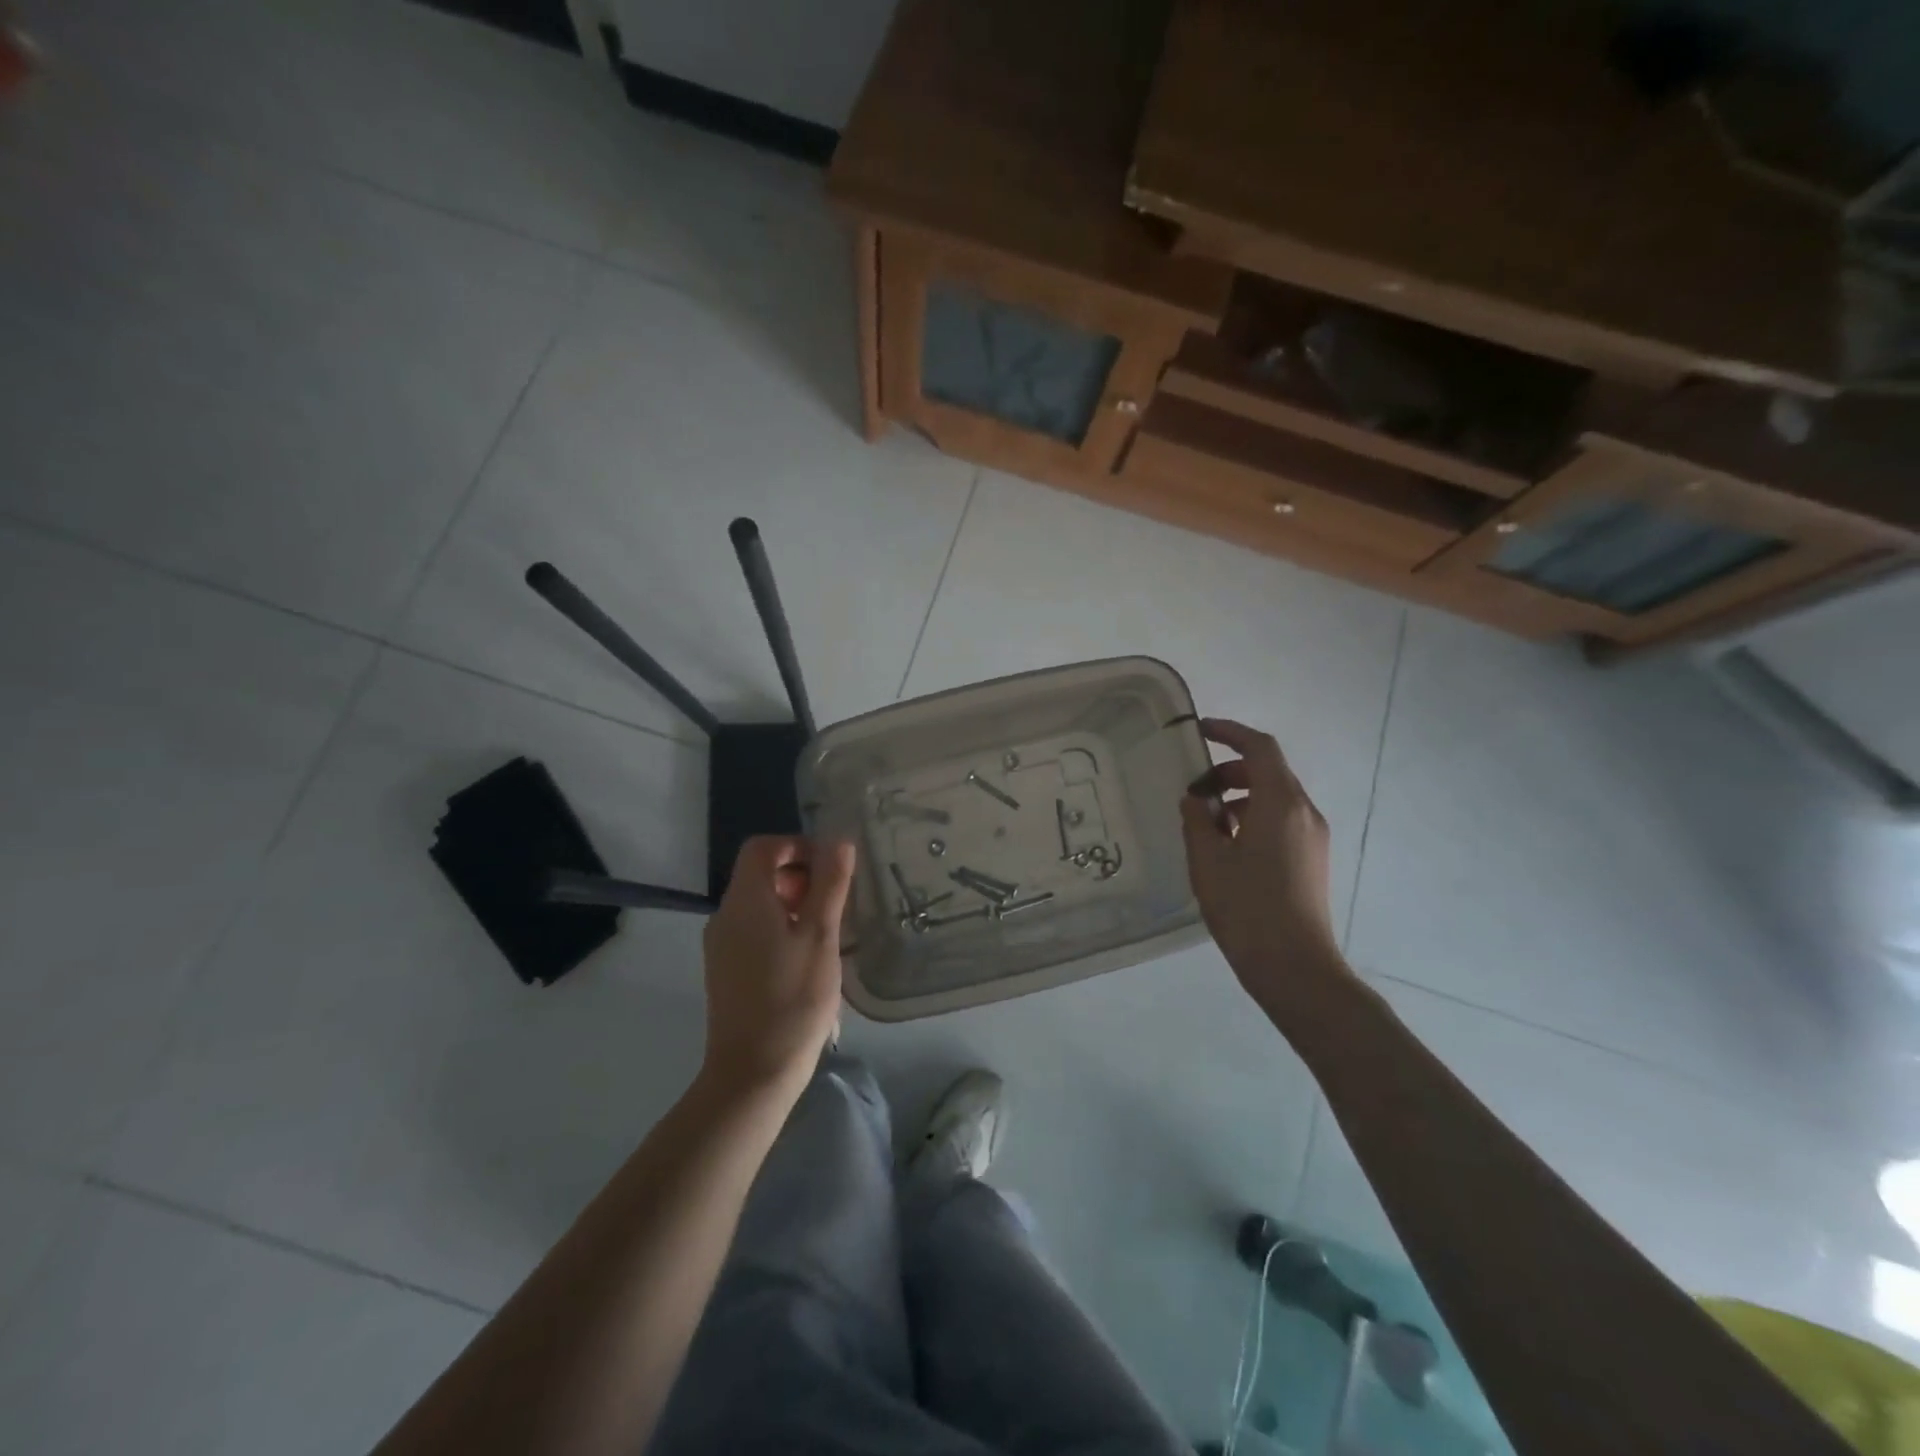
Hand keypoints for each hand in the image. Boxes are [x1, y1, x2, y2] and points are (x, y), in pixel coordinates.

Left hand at [699, 836, 855, 1095]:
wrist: (753, 1072)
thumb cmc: (793, 999)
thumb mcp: (821, 936)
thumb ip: (830, 884)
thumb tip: (839, 840)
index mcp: (745, 901)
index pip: (763, 848)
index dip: (797, 846)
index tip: (831, 869)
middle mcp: (725, 916)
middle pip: (759, 873)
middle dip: (799, 876)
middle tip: (833, 904)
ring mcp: (721, 945)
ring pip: (758, 903)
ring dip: (793, 903)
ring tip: (826, 932)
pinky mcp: (725, 970)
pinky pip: (753, 930)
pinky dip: (781, 927)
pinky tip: (806, 958)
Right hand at [1180, 718, 1345, 1004]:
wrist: (1293, 966)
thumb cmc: (1246, 906)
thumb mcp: (1207, 859)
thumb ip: (1197, 819)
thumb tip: (1196, 800)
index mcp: (1281, 803)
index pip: (1260, 748)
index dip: (1230, 732)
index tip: (1200, 731)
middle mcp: (1304, 812)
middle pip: (1268, 771)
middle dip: (1228, 770)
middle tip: (1193, 791)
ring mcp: (1313, 837)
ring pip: (1275, 797)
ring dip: (1239, 796)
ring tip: (1205, 823)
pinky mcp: (1313, 859)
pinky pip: (1282, 821)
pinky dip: (1253, 817)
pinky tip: (1227, 846)